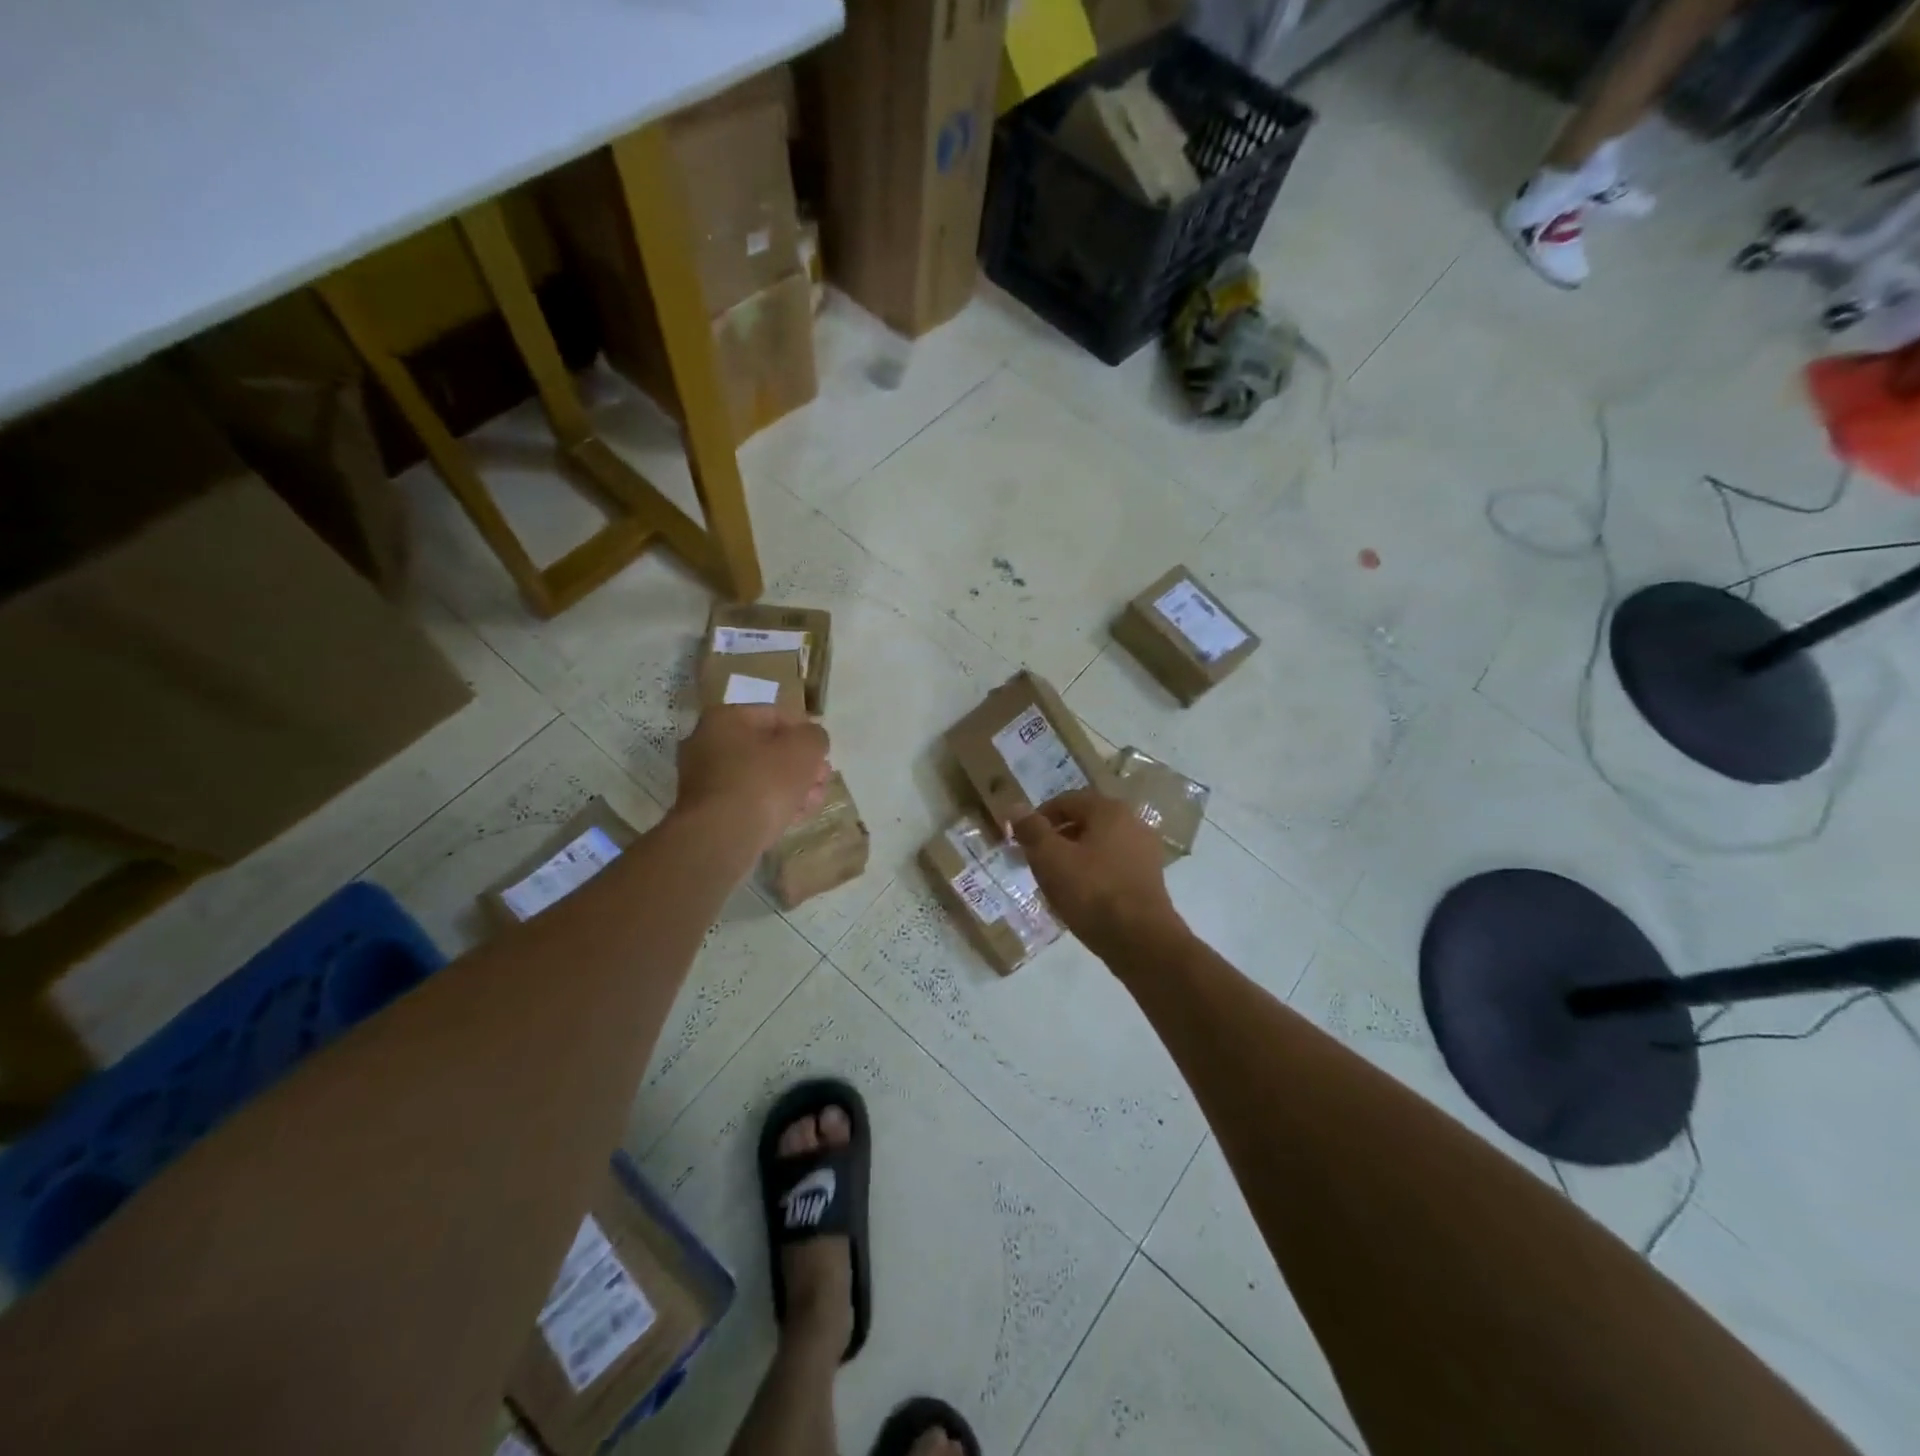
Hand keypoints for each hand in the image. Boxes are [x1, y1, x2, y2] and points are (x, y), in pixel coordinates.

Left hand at [675, 705, 830, 853]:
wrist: (722, 837)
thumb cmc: (764, 782)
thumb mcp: (804, 748)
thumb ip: (815, 736)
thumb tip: (812, 740)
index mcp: (725, 718)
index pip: (776, 715)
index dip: (805, 732)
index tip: (824, 753)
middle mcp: (707, 743)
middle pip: (767, 748)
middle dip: (800, 764)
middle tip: (822, 779)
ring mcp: (704, 779)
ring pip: (759, 776)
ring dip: (791, 786)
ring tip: (813, 801)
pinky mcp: (708, 811)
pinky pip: (747, 800)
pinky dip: (771, 805)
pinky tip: (794, 817)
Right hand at [1012, 790, 1185, 959]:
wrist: (1141, 940)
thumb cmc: (1091, 892)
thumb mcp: (1050, 859)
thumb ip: (1031, 830)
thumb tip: (1015, 807)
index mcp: (1109, 810)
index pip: (1066, 801)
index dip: (1039, 818)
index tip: (1022, 841)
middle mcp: (1132, 822)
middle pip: (1084, 822)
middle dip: (1056, 839)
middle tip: (1035, 861)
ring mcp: (1144, 851)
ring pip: (1098, 846)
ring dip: (1074, 857)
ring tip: (1054, 881)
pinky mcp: (1149, 878)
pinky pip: (1112, 866)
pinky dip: (1093, 873)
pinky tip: (1080, 896)